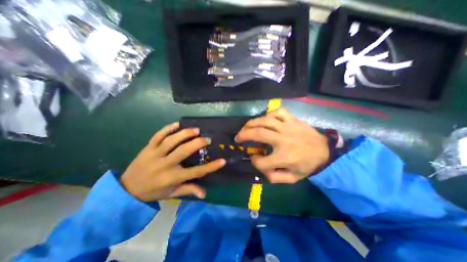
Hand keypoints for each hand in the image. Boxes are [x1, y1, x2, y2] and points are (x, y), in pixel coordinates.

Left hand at [120, 122, 226, 201]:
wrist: (126, 189)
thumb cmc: (153, 191)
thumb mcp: (172, 193)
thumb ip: (189, 190)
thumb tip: (205, 193)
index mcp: (172, 178)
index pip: (196, 172)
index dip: (211, 167)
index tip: (223, 161)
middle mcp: (165, 165)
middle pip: (184, 151)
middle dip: (198, 143)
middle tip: (207, 139)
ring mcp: (154, 154)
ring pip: (171, 141)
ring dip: (185, 134)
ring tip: (196, 129)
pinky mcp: (147, 148)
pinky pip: (158, 135)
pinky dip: (167, 128)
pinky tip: (177, 124)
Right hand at [235, 109, 329, 182]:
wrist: (326, 152)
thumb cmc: (307, 166)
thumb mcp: (292, 179)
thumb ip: (274, 177)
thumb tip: (260, 167)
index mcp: (285, 157)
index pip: (261, 161)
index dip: (255, 161)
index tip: (254, 159)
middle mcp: (284, 140)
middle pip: (258, 134)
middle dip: (244, 135)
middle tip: (237, 137)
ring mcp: (288, 127)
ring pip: (265, 120)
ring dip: (251, 123)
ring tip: (245, 127)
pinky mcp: (293, 120)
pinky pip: (278, 112)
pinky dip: (269, 114)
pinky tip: (265, 119)